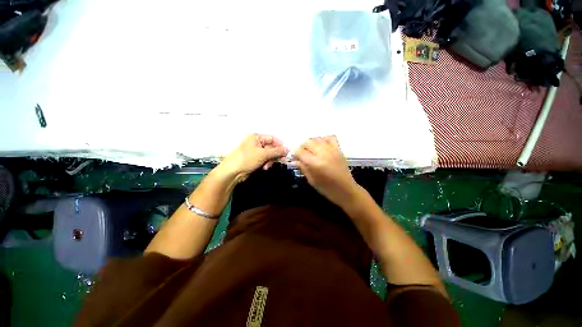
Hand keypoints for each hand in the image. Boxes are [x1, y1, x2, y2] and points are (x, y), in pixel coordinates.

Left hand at [216, 134, 288, 182]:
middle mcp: (256, 143)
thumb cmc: (247, 159)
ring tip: (267, 166)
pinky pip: (265, 160)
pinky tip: (264, 168)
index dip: (280, 145)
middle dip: (275, 155)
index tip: (286, 152)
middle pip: (271, 147)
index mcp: (256, 137)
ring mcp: (255, 152)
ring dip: (270, 161)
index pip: (272, 138)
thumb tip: (287, 149)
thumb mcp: (263, 154)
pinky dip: (266, 164)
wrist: (233, 172)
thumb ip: (276, 151)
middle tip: (281, 160)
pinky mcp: (255, 160)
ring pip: (269, 155)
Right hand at [294, 136, 359, 206]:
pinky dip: (323, 139)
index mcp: (315, 163)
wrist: (346, 190)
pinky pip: (330, 138)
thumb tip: (295, 160)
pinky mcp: (338, 149)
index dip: (294, 153)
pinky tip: (321, 146)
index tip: (293, 157)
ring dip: (311, 143)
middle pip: (307, 142)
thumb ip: (303, 168)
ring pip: (317, 139)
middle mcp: (323, 153)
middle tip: (301, 155)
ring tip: (310, 151)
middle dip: (302, 147)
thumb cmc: (327, 189)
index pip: (300, 151)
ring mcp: (332, 150)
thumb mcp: (312, 180)